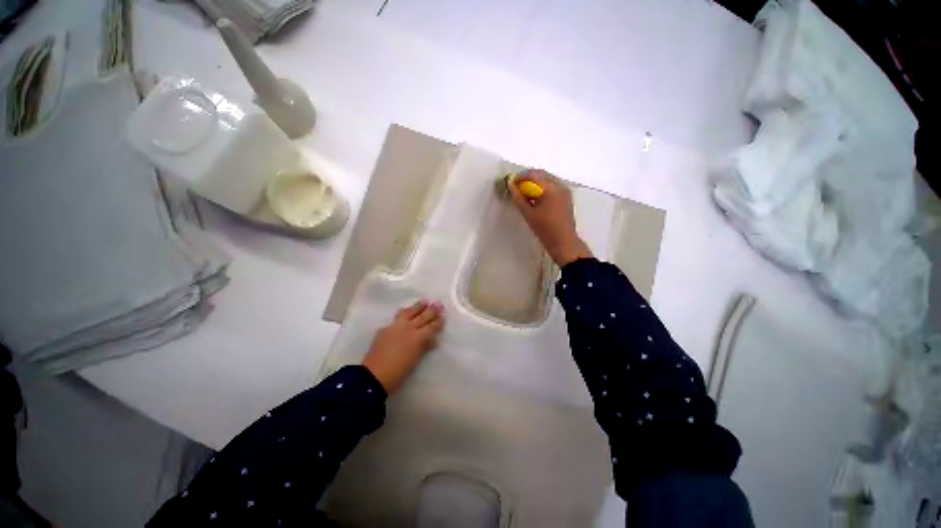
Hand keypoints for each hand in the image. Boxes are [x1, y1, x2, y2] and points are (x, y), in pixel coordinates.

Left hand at [362, 300, 444, 393]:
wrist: (374, 376)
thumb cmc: (398, 373)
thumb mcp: (415, 360)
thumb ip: (424, 347)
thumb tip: (433, 339)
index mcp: (418, 338)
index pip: (431, 327)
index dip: (438, 321)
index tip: (443, 315)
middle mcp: (408, 328)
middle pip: (422, 317)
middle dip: (431, 310)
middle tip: (438, 303)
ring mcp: (396, 326)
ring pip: (409, 312)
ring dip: (418, 306)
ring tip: (424, 301)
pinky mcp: (385, 328)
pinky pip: (397, 316)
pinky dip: (404, 312)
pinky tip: (405, 310)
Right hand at [509, 170, 592, 266]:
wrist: (563, 241)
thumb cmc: (544, 228)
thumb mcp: (528, 213)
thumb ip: (518, 198)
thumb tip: (510, 185)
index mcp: (550, 188)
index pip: (533, 175)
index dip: (520, 177)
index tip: (511, 182)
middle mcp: (560, 185)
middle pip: (542, 174)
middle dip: (528, 178)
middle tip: (517, 186)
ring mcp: (565, 190)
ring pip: (548, 179)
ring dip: (536, 183)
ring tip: (526, 193)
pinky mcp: (567, 197)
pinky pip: (553, 186)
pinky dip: (543, 188)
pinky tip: (537, 198)